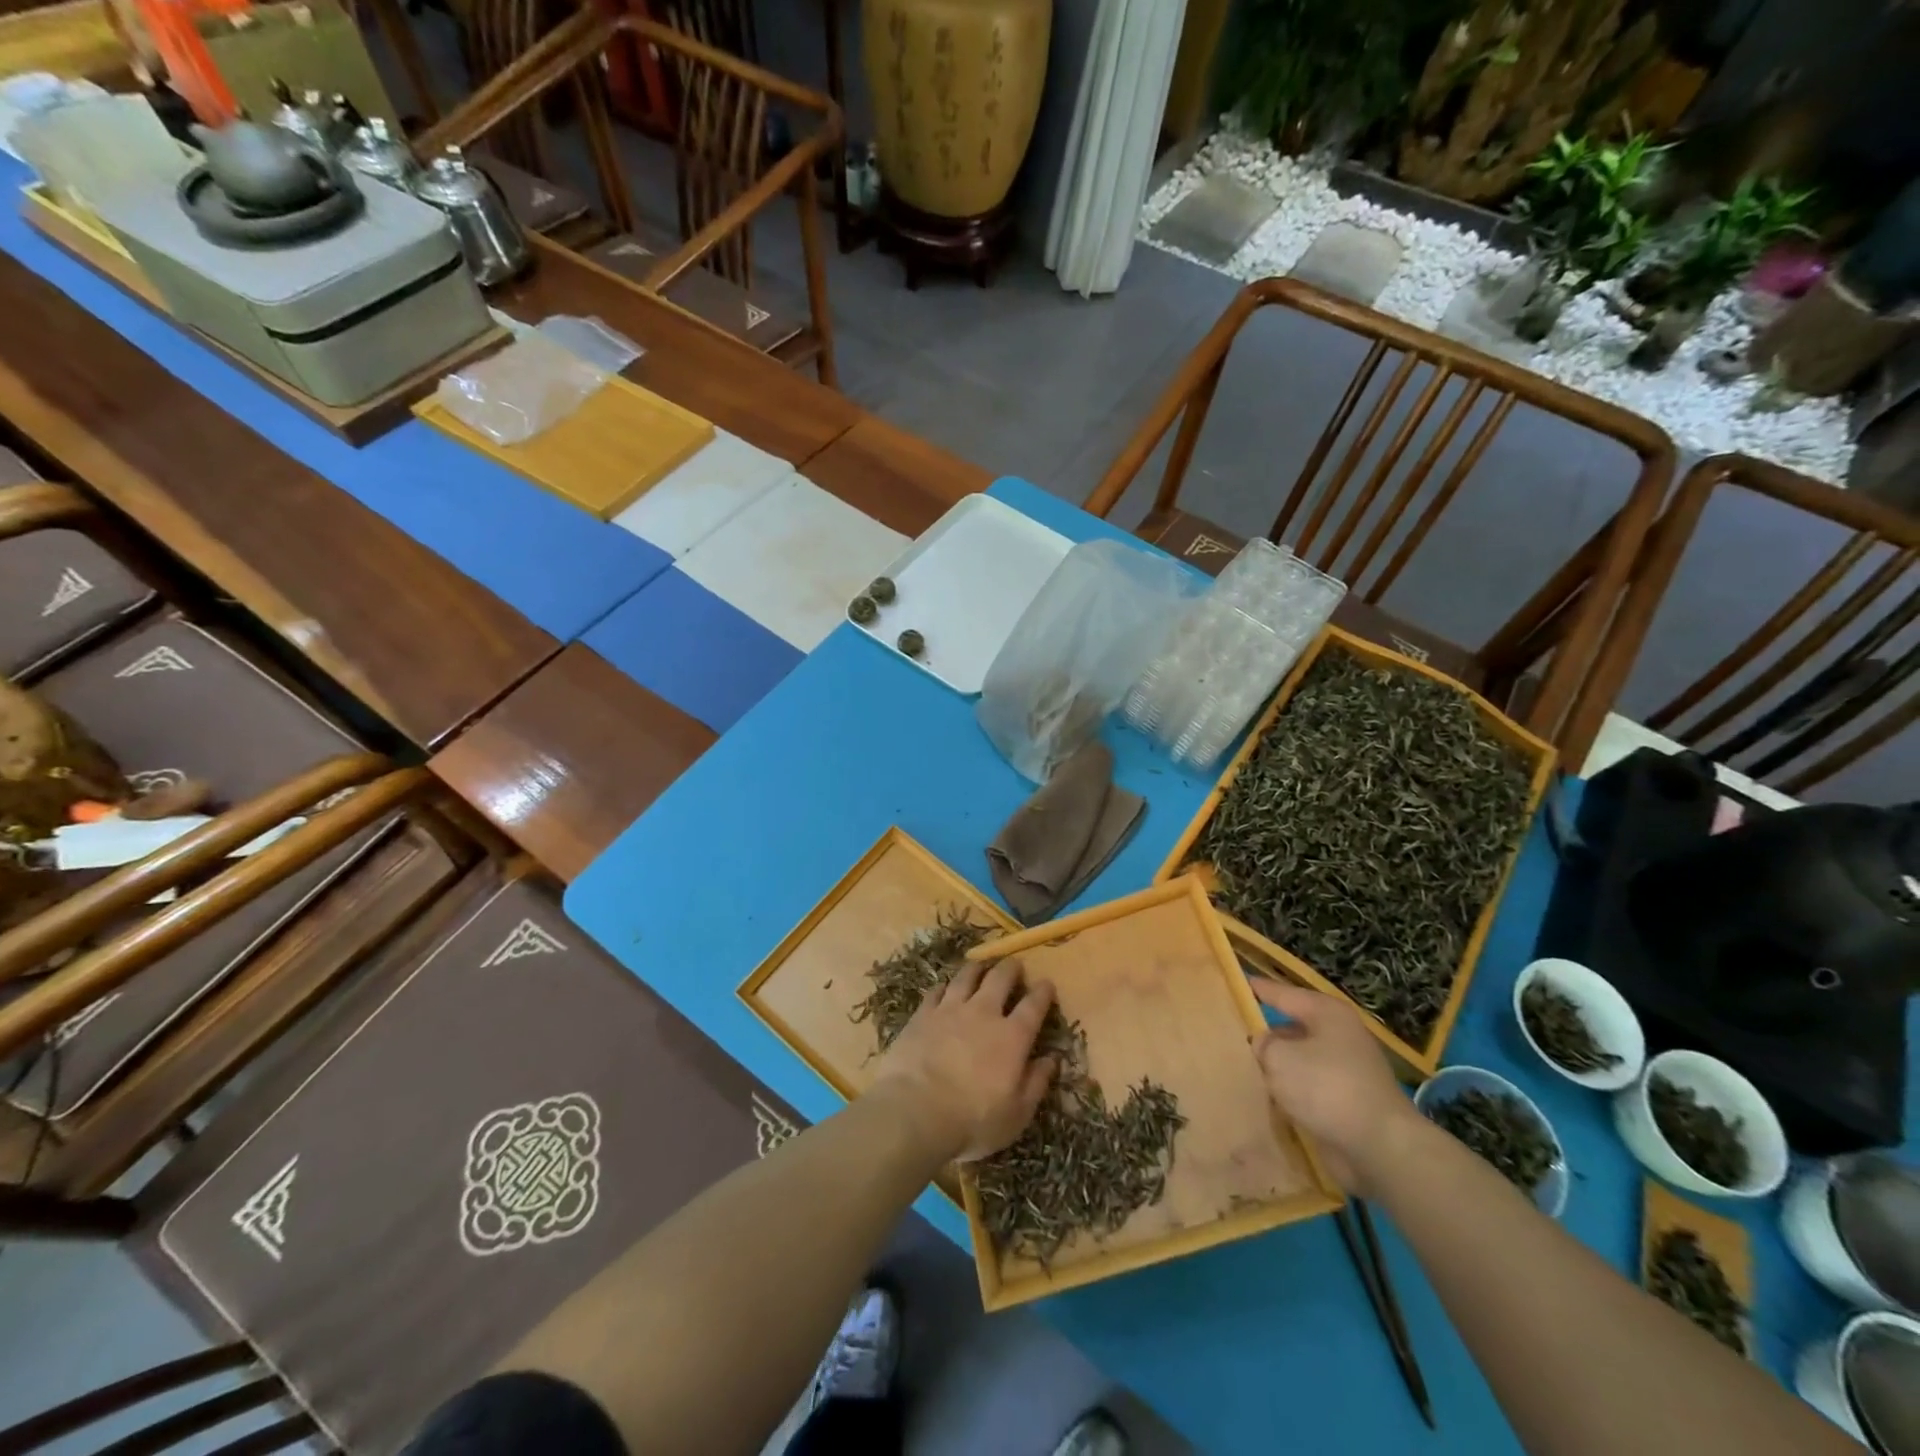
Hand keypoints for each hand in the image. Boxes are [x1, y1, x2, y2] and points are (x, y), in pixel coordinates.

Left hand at [870, 957, 1057, 1163]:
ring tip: (981, 965)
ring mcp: (950, 1009)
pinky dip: (944, 987)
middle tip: (1015, 966)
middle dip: (1011, 969)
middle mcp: (984, 1013)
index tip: (1047, 984)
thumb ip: (1037, 1083)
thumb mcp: (1017, 1114)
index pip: (1033, 1005)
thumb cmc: (973, 1120)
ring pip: (967, 976)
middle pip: (1000, 979)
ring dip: (977, 968)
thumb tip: (1052, 1059)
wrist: (915, 1111)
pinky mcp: (923, 1014)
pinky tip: (944, 988)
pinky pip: (936, 991)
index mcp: (1012, 1037)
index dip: (1043, 992)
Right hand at [1249, 978, 1421, 1193]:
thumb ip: (1262, 1044)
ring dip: (1277, 1068)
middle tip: (1231, 1035)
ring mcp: (1347, 1069)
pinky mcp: (1348, 1101)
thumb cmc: (1327, 1088)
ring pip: (1300, 1060)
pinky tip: (1268, 1100)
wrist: (1381, 1147)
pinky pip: (1309, 1088)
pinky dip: (1291, 1093)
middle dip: (1265, 1035)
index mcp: (1326, 1013)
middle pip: (1292, 1028)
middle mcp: (1339, 1035)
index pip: (1282, 993)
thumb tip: (1263, 1045)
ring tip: (1244, 1071)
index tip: (1234, 983)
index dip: (1256, 988)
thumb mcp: (1279, 1057)